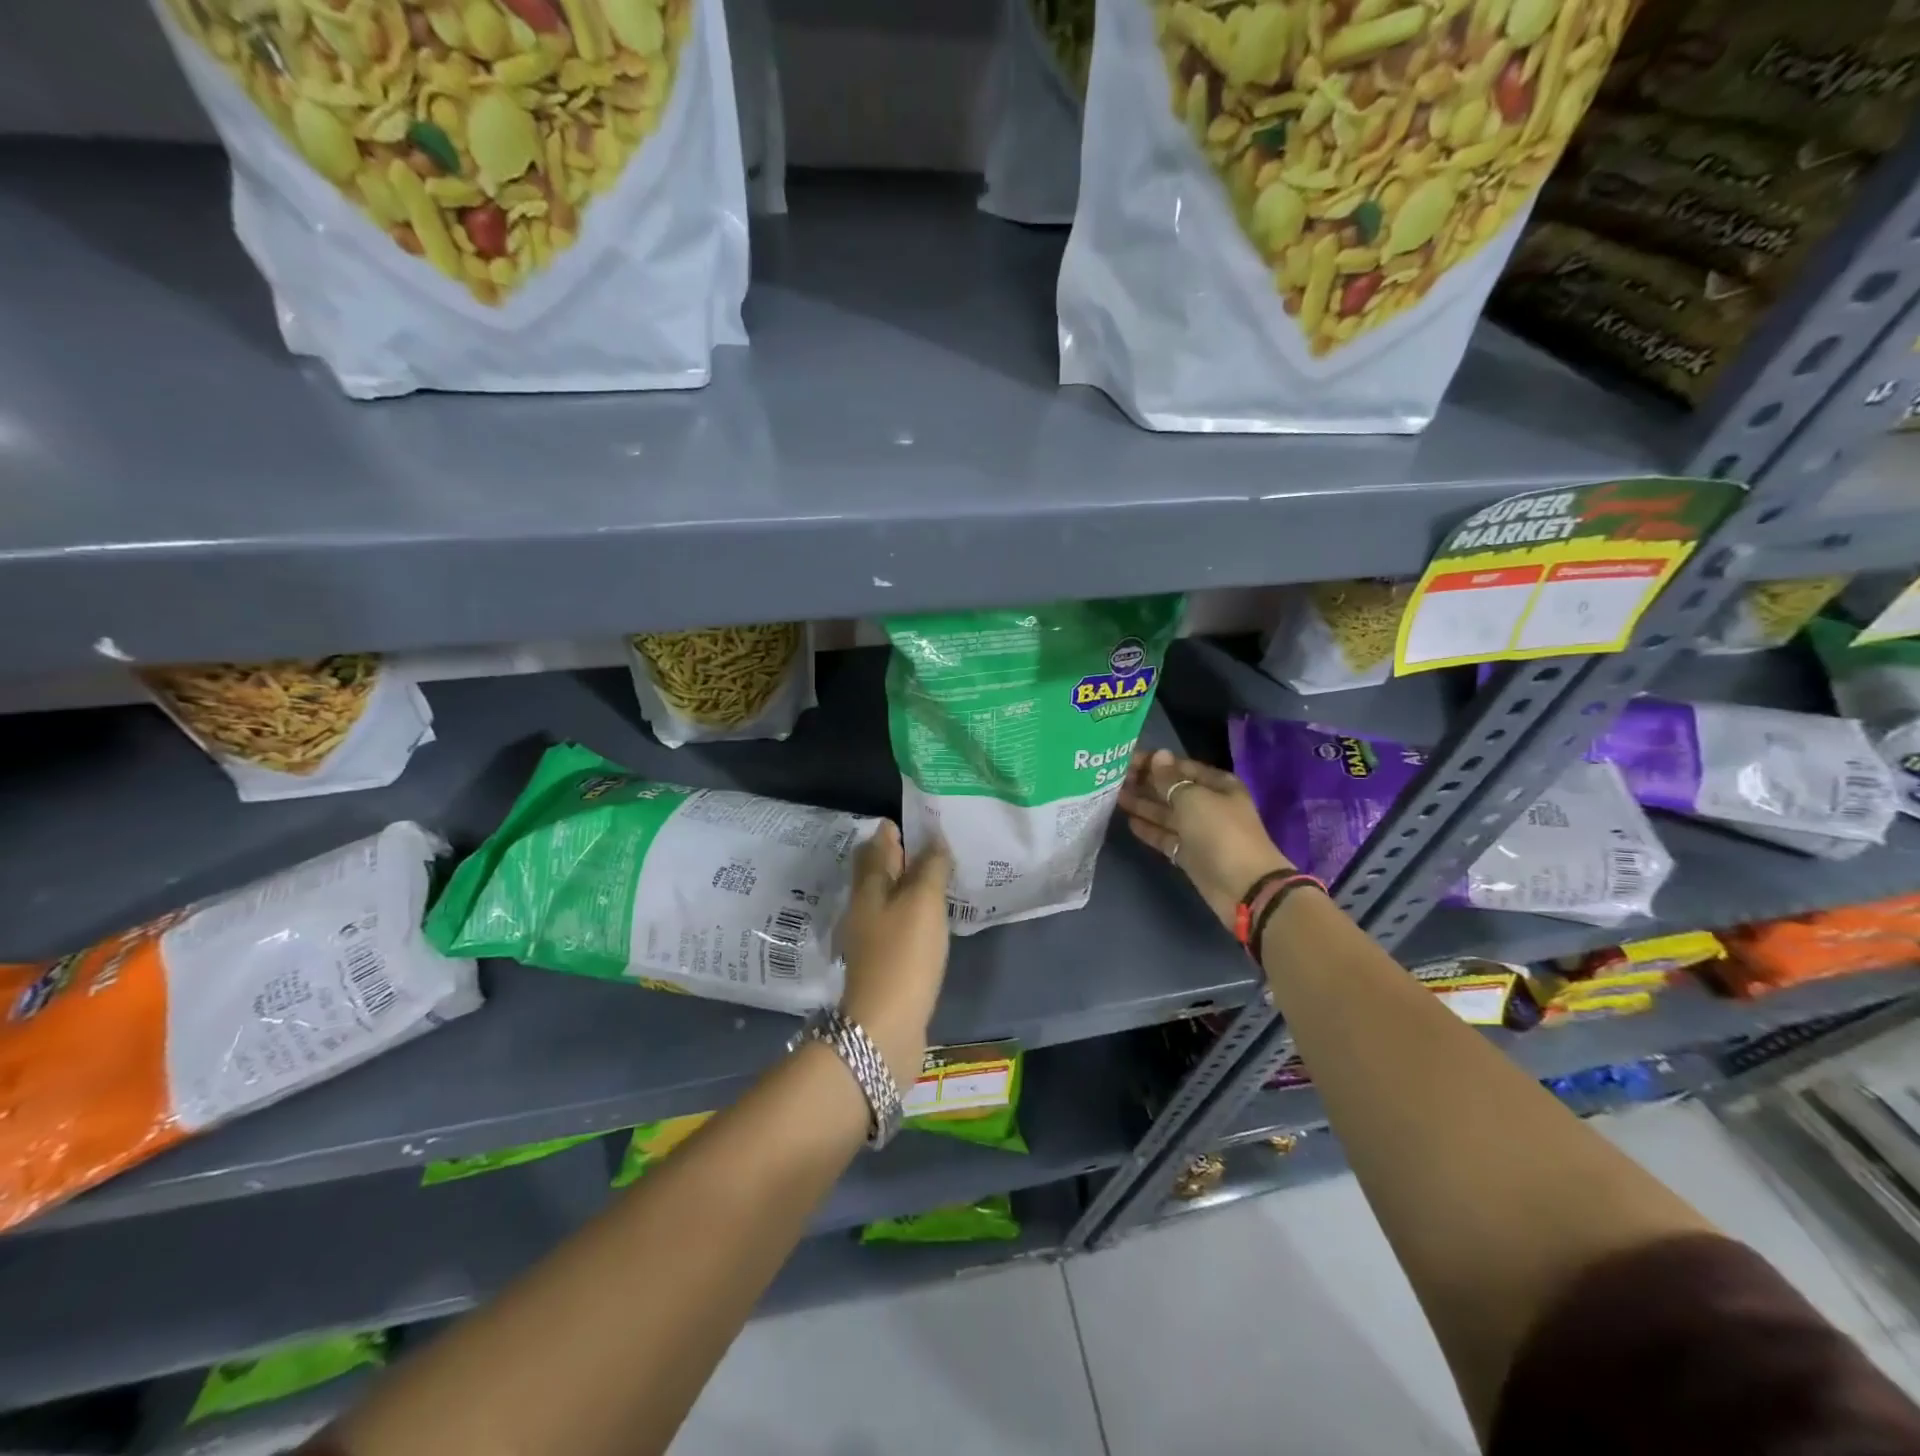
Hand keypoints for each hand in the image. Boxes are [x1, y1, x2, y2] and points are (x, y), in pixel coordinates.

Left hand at [836, 822, 953, 1087]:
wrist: (884, 1028)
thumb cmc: (903, 956)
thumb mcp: (922, 903)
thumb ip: (930, 868)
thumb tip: (933, 839)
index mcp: (868, 889)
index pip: (875, 848)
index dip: (892, 832)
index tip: (914, 819)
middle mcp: (863, 910)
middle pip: (877, 874)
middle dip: (897, 857)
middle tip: (929, 844)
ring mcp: (870, 940)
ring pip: (887, 900)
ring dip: (906, 886)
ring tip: (935, 876)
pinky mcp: (883, 965)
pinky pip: (898, 926)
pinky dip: (912, 914)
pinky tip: (930, 919)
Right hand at [1117, 748, 1291, 932]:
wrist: (1243, 886)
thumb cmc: (1220, 832)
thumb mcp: (1193, 799)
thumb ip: (1170, 779)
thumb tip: (1158, 755)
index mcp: (1217, 785)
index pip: (1181, 767)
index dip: (1154, 762)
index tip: (1125, 759)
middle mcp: (1208, 804)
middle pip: (1172, 790)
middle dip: (1145, 783)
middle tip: (1113, 777)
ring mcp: (1198, 831)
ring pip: (1166, 813)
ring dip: (1143, 804)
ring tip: (1114, 795)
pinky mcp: (1189, 853)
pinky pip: (1165, 836)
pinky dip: (1149, 829)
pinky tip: (1128, 821)